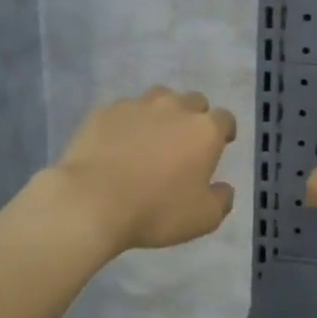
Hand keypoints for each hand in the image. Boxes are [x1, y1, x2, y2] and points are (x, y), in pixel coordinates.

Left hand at [51, 87, 238, 251]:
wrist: (91, 201)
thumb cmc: (156, 210)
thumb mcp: (203, 218)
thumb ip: (221, 200)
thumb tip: (224, 188)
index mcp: (204, 130)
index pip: (225, 119)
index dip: (224, 131)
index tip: (220, 144)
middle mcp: (174, 108)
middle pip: (193, 101)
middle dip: (194, 117)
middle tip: (185, 142)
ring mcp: (136, 105)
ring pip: (158, 98)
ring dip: (161, 113)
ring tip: (151, 137)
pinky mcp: (104, 111)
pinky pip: (124, 111)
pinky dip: (127, 123)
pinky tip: (118, 143)